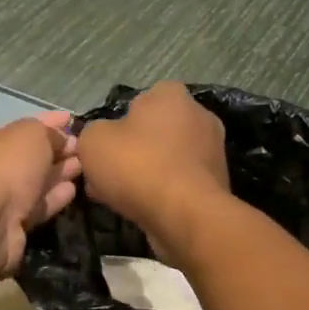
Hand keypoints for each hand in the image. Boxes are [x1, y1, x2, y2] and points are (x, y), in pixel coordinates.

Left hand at [0, 110, 81, 277]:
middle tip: (80, 147)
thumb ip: (47, 131)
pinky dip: (53, 197)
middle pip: (25, 157)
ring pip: (32, 183)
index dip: (47, 123)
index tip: (71, 120)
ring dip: (57, 173)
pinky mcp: (10, 226)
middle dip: (54, 150)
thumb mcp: (30, 134)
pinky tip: (73, 190)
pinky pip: (36, 207)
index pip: (19, 129)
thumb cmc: (5, 166)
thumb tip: (61, 138)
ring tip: (82, 166)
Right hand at [77, 83, 228, 259]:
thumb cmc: (138, 165)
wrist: (184, 215)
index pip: (139, 100)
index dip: (117, 124)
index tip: (103, 148)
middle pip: (153, 132)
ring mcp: (212, 150)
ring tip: (119, 198)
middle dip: (130, 152)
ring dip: (144, 174)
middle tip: (107, 177)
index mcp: (171, 94)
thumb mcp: (93, 141)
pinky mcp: (216, 182)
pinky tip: (143, 209)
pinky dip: (162, 192)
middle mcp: (199, 115)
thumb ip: (92, 132)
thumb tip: (101, 139)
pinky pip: (178, 182)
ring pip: (165, 159)